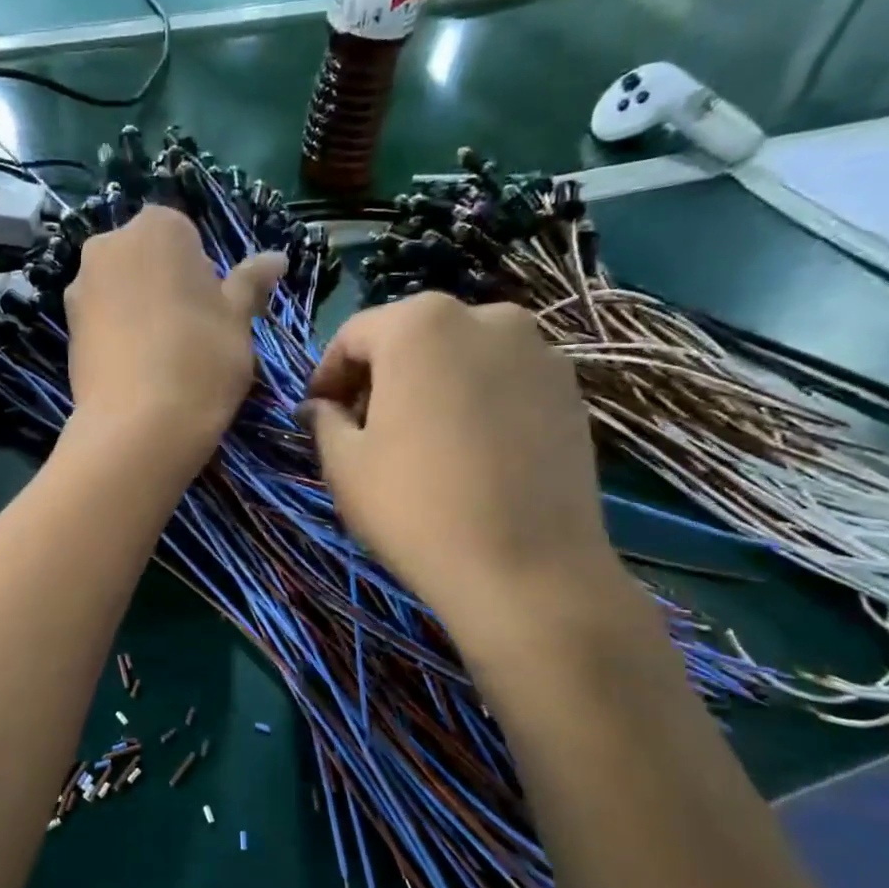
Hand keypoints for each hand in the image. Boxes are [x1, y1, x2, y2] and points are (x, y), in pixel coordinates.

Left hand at [64, 205, 284, 459]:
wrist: (138, 427)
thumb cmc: (201, 361)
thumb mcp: (239, 320)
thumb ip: (251, 283)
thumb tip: (277, 257)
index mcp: (157, 227)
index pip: (188, 238)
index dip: (204, 276)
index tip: (213, 314)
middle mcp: (109, 244)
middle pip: (149, 259)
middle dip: (168, 287)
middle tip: (191, 336)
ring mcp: (80, 286)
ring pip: (122, 290)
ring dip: (141, 311)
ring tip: (162, 358)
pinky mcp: (66, 327)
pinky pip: (102, 321)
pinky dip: (118, 335)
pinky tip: (136, 371)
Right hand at [302, 294, 620, 641]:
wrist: (525, 570)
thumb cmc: (415, 508)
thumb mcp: (344, 464)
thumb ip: (324, 420)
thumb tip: (318, 407)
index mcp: (420, 324)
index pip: (354, 335)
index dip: (328, 375)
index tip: (319, 414)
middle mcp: (486, 317)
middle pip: (412, 338)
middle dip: (381, 377)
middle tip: (364, 427)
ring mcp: (538, 352)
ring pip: (462, 357)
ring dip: (431, 386)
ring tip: (420, 440)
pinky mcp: (570, 390)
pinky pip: (503, 382)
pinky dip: (476, 402)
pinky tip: (468, 451)